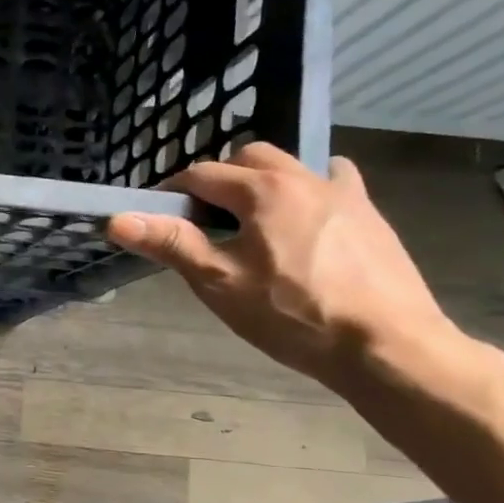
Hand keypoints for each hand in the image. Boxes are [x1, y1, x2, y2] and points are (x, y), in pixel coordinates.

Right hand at [106, 143, 458, 392]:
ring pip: (290, 167)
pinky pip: (332, 183)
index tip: (159, 218)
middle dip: (219, 179)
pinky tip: (306, 222)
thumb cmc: (293, 315)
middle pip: (248, 157)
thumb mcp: (219, 283)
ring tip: (253, 225)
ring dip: (262, 182)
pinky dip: (307, 191)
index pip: (202, 174)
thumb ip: (170, 244)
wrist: (386, 345)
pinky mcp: (371, 214)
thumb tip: (117, 218)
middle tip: (204, 221)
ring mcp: (344, 193)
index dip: (172, 193)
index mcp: (262, 190)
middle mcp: (304, 177)